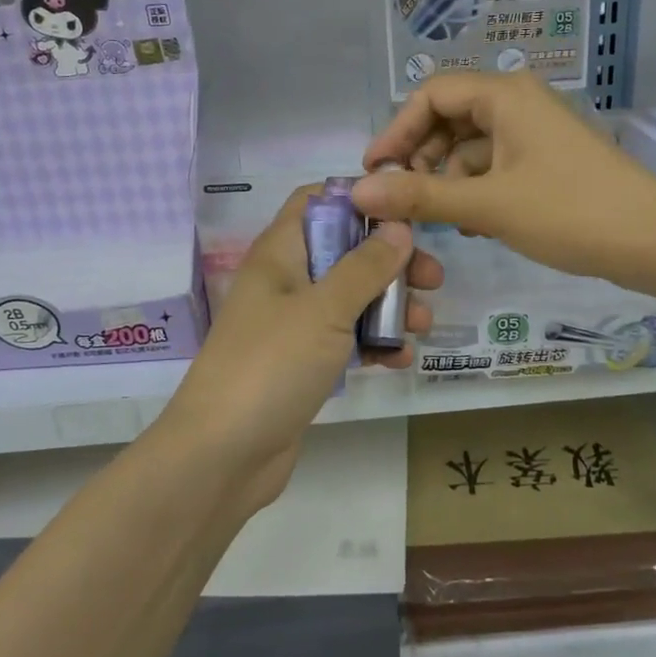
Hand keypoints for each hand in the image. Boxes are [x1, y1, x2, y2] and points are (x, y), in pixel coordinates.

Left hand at [160, 188, 442, 509]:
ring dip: (389, 307)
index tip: (405, 214)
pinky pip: (345, 341)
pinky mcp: (302, 365)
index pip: (315, 202)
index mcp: (279, 254)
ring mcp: (293, 326)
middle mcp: (285, 282)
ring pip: (350, 299)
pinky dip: (373, 345)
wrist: (222, 455)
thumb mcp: (324, 309)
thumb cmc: (271, 365)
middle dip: (390, 262)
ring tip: (425, 324)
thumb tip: (398, 227)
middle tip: (433, 278)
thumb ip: (365, 267)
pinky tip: (401, 360)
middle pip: (343, 252)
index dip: (358, 201)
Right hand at [353, 71, 655, 289]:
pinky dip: (476, 189)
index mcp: (505, 96)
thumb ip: (420, 197)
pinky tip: (470, 223)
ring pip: (471, 146)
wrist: (653, 241)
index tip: (374, 172)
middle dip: (421, 157)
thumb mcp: (487, 205)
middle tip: (402, 200)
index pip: (431, 95)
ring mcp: (535, 132)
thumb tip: (359, 193)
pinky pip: (495, 165)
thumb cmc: (568, 211)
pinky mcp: (547, 160)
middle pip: (450, 118)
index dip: (396, 131)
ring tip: (439, 219)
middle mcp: (519, 103)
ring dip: (448, 179)